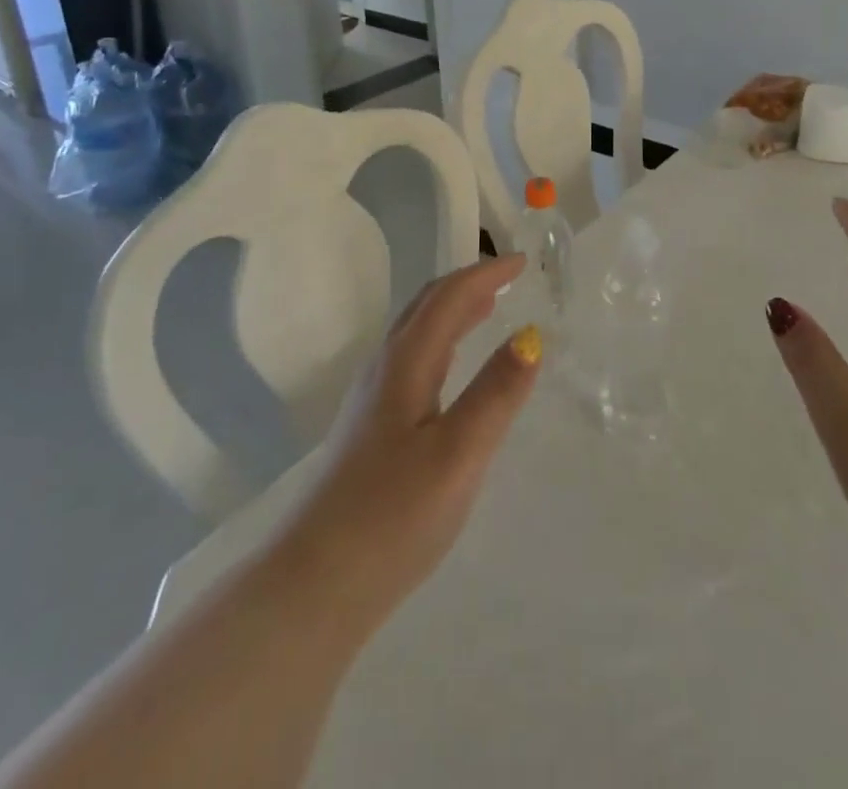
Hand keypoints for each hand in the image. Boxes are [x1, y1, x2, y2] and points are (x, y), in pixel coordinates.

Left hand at [274, 254, 541, 631]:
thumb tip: (532, 336)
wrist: (314, 584)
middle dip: (469, 283)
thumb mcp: (459, 453)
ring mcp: (372, 397)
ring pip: (417, 331)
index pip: (449, 297)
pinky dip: (442, 339)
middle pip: (427, 305)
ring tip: (488, 307)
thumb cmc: (393, 515)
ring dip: (453, 309)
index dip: (486, 274)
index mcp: (406, 362)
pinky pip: (413, 357)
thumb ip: (497, 392)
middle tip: (508, 277)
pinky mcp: (370, 427)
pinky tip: (452, 367)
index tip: (522, 263)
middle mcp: (385, 367)